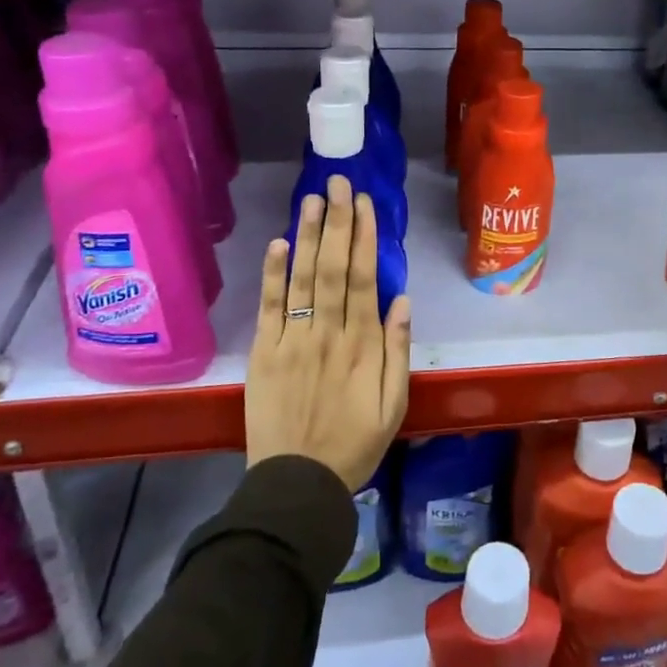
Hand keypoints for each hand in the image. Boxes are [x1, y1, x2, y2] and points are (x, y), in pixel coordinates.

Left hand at [245, 176, 411, 490]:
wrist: (298, 483)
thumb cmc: (355, 444)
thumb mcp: (395, 404)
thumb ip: (398, 351)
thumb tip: (401, 300)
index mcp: (363, 345)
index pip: (363, 278)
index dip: (364, 238)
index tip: (365, 204)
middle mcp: (328, 333)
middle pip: (333, 267)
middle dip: (338, 222)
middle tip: (339, 183)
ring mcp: (293, 340)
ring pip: (302, 278)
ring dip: (308, 236)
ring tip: (313, 199)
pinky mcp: (265, 353)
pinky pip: (270, 307)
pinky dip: (273, 274)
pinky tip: (278, 243)